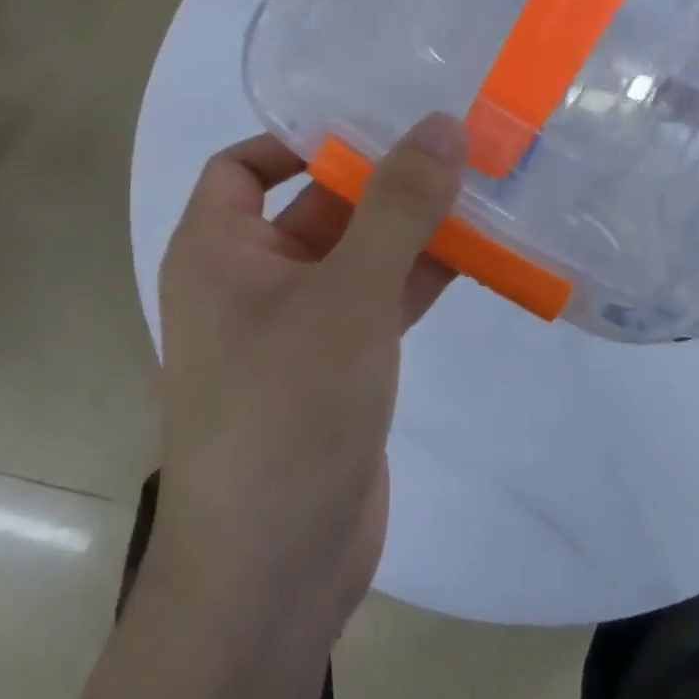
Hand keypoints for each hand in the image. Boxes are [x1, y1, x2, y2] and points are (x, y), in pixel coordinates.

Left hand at [145, 115, 464, 648]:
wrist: (272, 575)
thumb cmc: (285, 411)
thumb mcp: (346, 295)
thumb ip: (397, 207)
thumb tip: (441, 125)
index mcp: (219, 250)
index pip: (244, 165)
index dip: (298, 139)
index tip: (368, 123)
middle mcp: (250, 280)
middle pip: (315, 204)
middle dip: (380, 178)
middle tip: (450, 142)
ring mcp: (297, 326)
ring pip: (356, 252)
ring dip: (410, 227)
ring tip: (479, 186)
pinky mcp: (337, 366)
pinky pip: (379, 299)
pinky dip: (419, 275)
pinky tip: (479, 253)